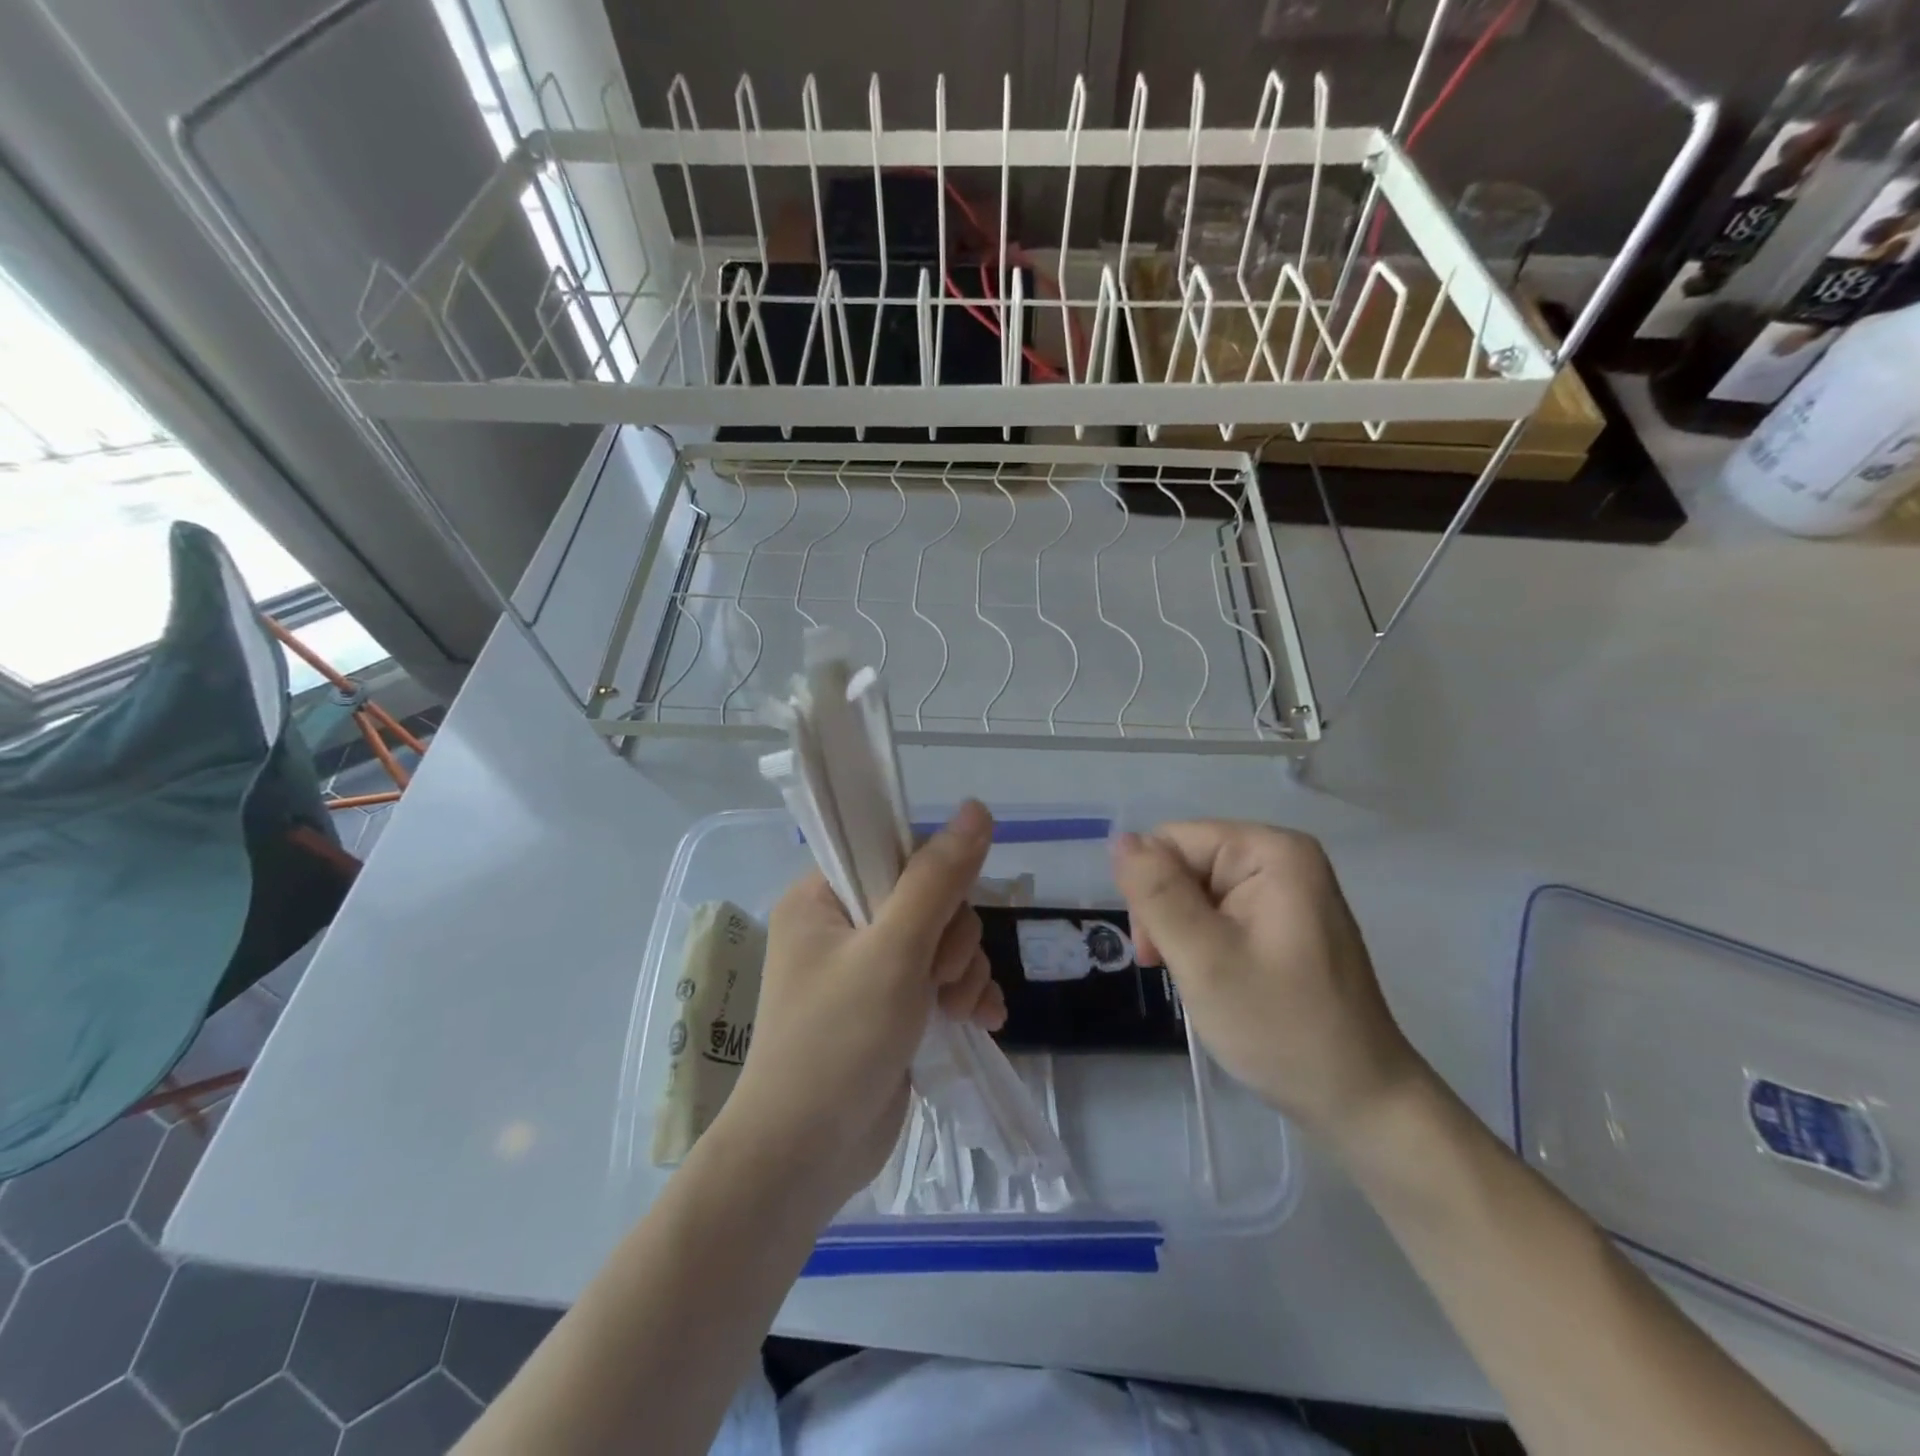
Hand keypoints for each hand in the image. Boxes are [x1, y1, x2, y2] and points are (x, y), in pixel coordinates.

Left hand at [716, 800, 1005, 1216]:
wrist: (805, 1159)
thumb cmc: (837, 1042)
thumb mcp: (893, 951)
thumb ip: (937, 879)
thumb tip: (977, 808)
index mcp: (823, 897)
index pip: (893, 852)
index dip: (933, 875)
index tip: (941, 915)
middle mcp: (843, 925)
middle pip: (929, 897)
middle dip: (951, 938)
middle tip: (938, 978)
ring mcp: (869, 969)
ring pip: (944, 939)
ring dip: (963, 970)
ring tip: (955, 1010)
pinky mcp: (891, 1007)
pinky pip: (943, 978)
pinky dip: (964, 994)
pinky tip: (982, 1019)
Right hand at [1111, 821, 1427, 1149]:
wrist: (1359, 1101)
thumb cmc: (1281, 1028)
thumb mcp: (1204, 958)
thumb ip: (1156, 893)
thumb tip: (1120, 839)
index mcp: (1270, 851)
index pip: (1172, 841)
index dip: (1151, 891)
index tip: (1157, 953)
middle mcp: (1281, 857)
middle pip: (1185, 863)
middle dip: (1167, 915)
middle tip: (1176, 971)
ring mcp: (1286, 889)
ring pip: (1196, 890)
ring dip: (1182, 934)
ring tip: (1200, 981)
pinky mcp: (1284, 918)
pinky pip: (1220, 911)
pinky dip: (1204, 944)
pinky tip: (1217, 978)